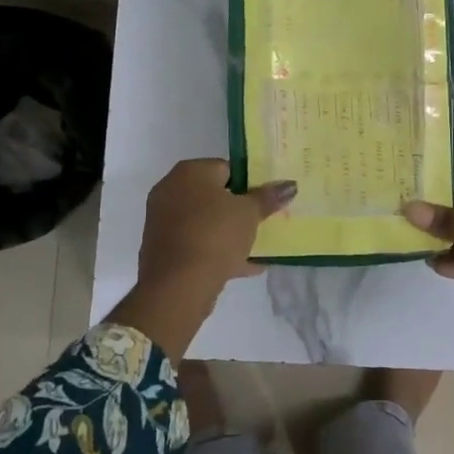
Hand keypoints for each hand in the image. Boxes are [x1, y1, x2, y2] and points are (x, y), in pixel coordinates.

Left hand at [138, 158, 295, 294]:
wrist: (178, 285)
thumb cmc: (215, 234)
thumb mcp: (250, 213)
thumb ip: (268, 197)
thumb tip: (290, 185)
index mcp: (189, 172)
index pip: (225, 168)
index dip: (249, 182)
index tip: (265, 198)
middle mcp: (171, 190)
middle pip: (214, 196)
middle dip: (238, 209)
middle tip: (263, 220)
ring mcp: (163, 222)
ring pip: (205, 223)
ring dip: (230, 233)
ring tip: (259, 245)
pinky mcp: (163, 250)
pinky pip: (197, 245)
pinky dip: (219, 252)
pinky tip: (248, 266)